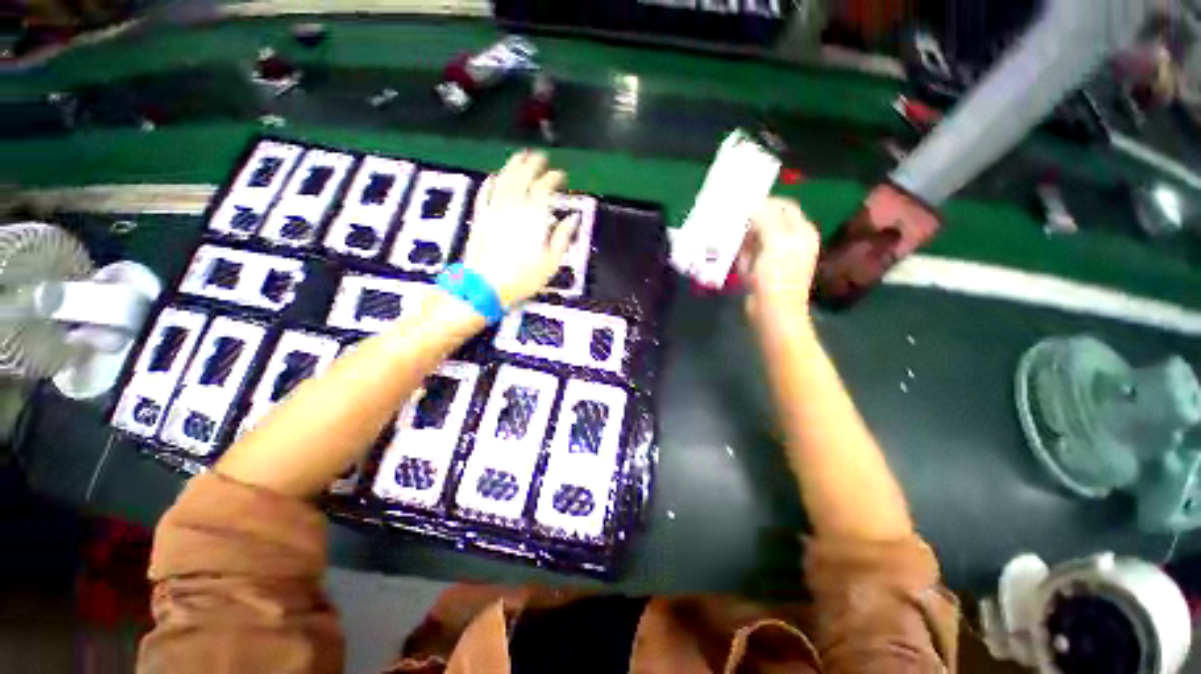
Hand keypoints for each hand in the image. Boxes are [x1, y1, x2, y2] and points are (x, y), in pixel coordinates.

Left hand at [462, 151, 576, 307]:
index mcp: (533, 217)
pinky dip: (491, 181)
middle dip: (533, 164)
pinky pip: (485, 192)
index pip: (544, 188)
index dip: (553, 178)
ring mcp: (494, 209)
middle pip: (522, 177)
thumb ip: (562, 238)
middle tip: (540, 158)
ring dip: (512, 166)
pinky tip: (495, 176)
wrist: (485, 286)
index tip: (560, 176)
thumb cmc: (522, 278)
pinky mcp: (480, 216)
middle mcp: (513, 207)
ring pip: (503, 180)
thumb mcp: (550, 263)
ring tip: (520, 157)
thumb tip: (572, 219)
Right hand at [739, 197, 820, 322]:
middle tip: (736, 229)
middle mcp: (792, 240)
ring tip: (741, 253)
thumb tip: (753, 204)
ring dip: (745, 244)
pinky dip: (744, 259)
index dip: (764, 203)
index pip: (783, 205)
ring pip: (756, 239)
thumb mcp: (774, 241)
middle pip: (768, 221)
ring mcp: (778, 256)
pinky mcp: (765, 270)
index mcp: (801, 230)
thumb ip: (765, 218)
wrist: (773, 311)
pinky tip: (743, 268)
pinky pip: (751, 256)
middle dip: (751, 225)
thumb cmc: (777, 275)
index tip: (742, 206)